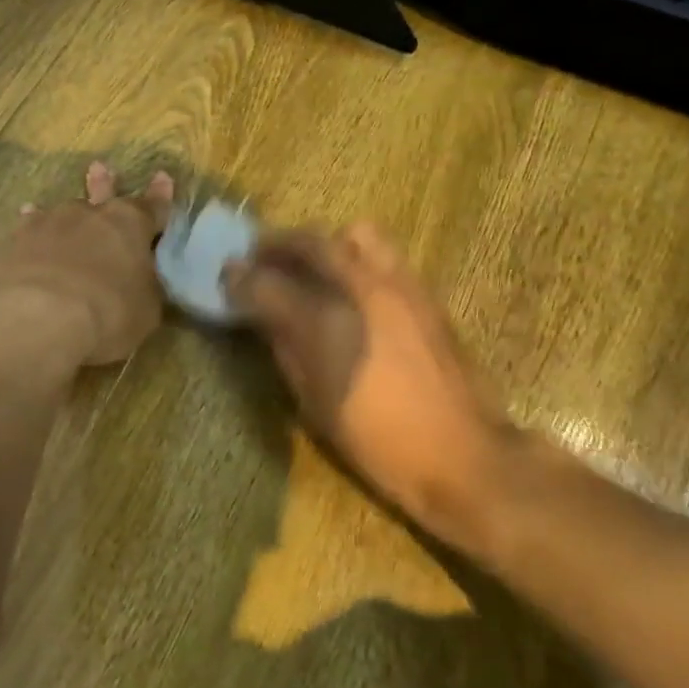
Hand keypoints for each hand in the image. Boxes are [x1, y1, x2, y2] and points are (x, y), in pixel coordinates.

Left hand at [0, 162, 174, 366]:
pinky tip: (22, 231)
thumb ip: (145, 287)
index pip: (152, 206)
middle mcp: (89, 215)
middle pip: (101, 194)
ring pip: (59, 211)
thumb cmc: (108, 314)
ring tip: (46, 207)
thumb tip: (142, 280)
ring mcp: (48, 224)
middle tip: (100, 168)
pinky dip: (29, 232)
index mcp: (130, 226)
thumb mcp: (146, 309)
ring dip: (61, 214)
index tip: (163, 177)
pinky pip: (26, 231)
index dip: (160, 195)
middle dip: (104, 184)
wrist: (38, 319)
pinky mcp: (14, 242)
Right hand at [225, 223, 506, 551]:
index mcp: (327, 324)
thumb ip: (286, 350)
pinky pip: (384, 253)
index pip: (269, 284)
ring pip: (355, 234)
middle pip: (311, 242)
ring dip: (322, 242)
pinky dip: (355, 255)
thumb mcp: (315, 404)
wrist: (462, 454)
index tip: (226, 276)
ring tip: (310, 264)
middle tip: (259, 256)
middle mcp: (363, 289)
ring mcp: (400, 285)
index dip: (241, 278)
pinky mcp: (425, 292)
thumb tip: (264, 317)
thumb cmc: (378, 441)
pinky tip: (349, 284)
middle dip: (278, 245)